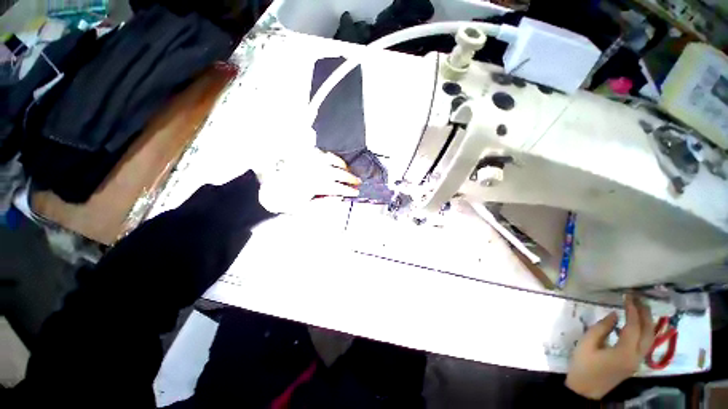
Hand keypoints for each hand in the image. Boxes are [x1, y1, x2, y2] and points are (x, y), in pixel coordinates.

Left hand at [257, 146, 359, 213]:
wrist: (268, 187)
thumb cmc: (286, 200)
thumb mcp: (303, 208)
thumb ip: (322, 204)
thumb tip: (339, 198)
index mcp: (313, 185)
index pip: (336, 187)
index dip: (348, 190)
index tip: (356, 192)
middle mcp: (313, 171)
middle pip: (337, 173)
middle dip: (350, 178)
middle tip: (358, 182)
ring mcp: (309, 161)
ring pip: (332, 161)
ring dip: (343, 167)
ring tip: (349, 172)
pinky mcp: (305, 155)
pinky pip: (322, 153)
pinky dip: (332, 157)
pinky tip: (337, 162)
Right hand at [566, 294, 654, 399]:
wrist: (585, 389)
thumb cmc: (583, 365)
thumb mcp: (587, 344)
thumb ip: (601, 328)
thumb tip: (615, 315)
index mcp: (624, 352)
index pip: (634, 327)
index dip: (632, 310)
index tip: (628, 296)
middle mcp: (636, 357)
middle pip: (648, 333)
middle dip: (645, 314)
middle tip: (639, 298)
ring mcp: (637, 361)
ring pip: (650, 339)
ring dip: (647, 322)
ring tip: (641, 308)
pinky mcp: (634, 363)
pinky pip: (645, 344)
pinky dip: (645, 331)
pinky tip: (638, 325)